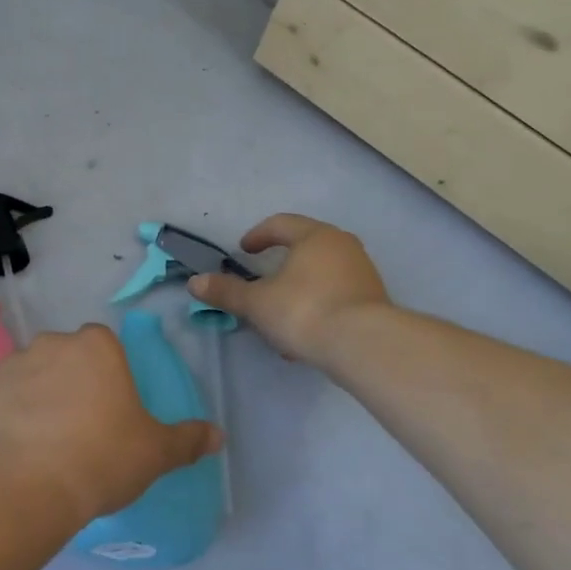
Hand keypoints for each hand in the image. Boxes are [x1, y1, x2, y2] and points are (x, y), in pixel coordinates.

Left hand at [0, 325, 221, 523]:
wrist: (24, 484)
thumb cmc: (100, 457)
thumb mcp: (155, 453)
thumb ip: (187, 440)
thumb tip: (218, 436)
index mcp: (96, 347)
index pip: (105, 347)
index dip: (109, 378)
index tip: (110, 412)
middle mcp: (52, 343)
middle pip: (66, 357)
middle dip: (72, 384)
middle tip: (79, 430)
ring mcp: (11, 364)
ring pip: (30, 376)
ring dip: (36, 399)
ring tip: (43, 446)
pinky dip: (5, 418)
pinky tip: (12, 452)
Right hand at [188, 213, 389, 365]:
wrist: (364, 346)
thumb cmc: (305, 311)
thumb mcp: (257, 303)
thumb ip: (227, 292)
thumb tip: (195, 282)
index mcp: (315, 236)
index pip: (281, 224)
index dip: (258, 235)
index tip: (244, 250)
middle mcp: (343, 246)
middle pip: (306, 247)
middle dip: (282, 265)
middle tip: (263, 279)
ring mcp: (363, 272)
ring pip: (322, 275)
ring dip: (300, 290)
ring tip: (281, 316)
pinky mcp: (375, 300)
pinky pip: (338, 296)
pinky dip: (319, 307)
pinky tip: (306, 336)